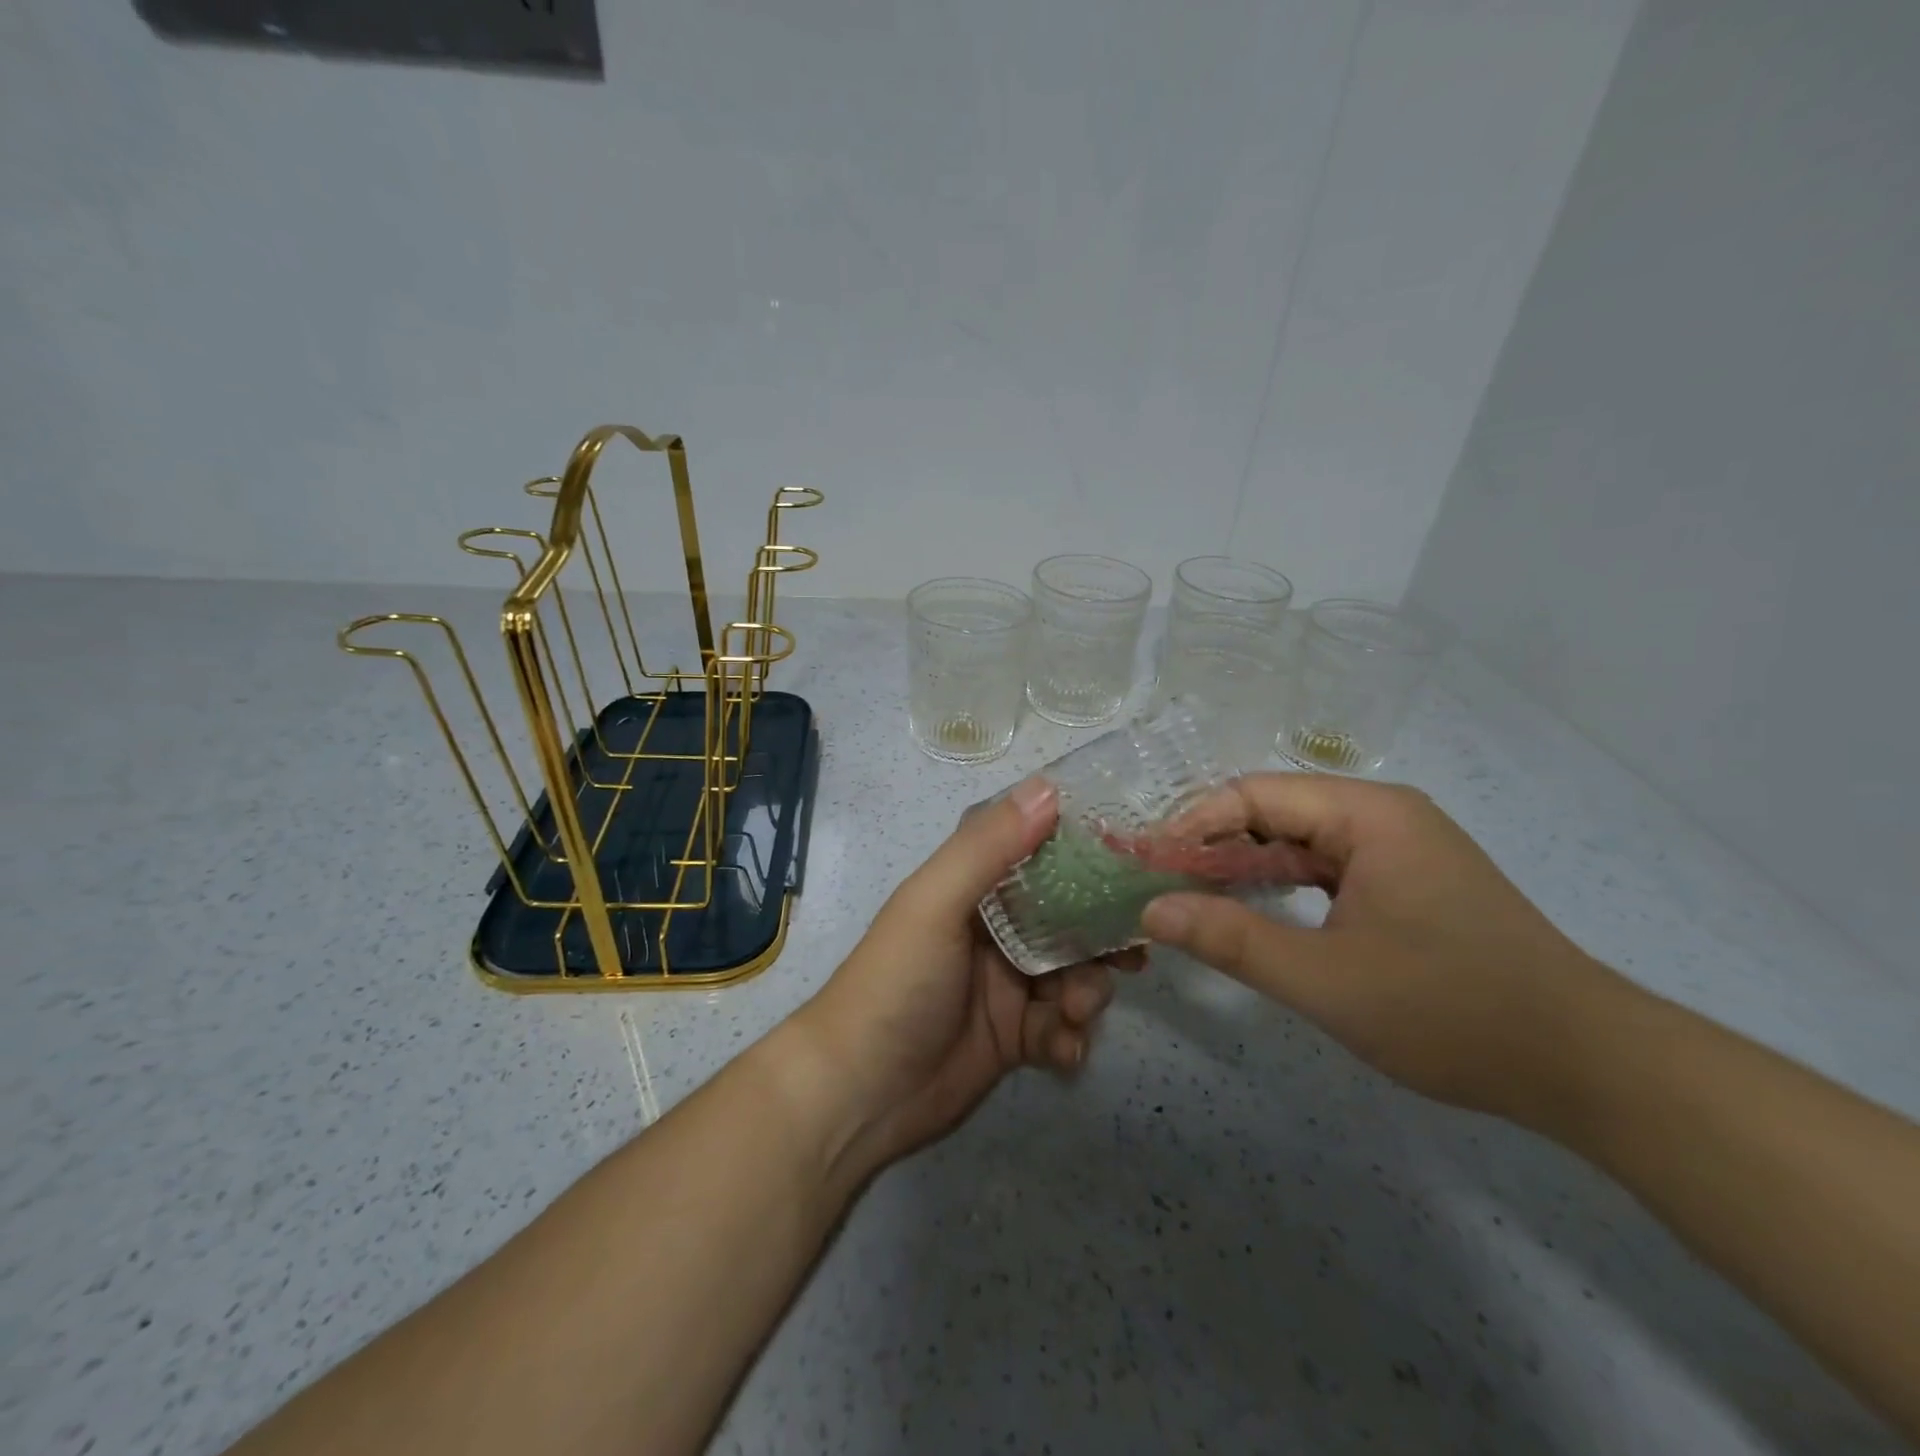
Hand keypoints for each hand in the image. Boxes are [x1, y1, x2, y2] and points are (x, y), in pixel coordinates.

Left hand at [794, 778, 1128, 1175]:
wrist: (858, 1095)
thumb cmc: (895, 983)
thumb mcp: (935, 904)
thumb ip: (988, 847)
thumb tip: (1048, 787)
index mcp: (973, 888)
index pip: (1038, 853)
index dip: (1085, 855)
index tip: (1135, 860)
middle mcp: (995, 930)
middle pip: (1069, 918)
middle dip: (1101, 934)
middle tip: (1132, 953)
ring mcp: (1006, 985)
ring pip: (1073, 974)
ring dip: (1088, 991)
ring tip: (1077, 1011)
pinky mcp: (1015, 1039)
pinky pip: (1061, 1029)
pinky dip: (1071, 1039)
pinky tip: (1063, 1052)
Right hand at [1141, 774, 1613, 1124]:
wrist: (1589, 1068)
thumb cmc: (1453, 1012)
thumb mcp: (1326, 981)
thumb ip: (1231, 940)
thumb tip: (1151, 911)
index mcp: (1369, 814)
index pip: (1254, 795)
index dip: (1192, 825)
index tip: (1148, 866)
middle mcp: (1384, 815)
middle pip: (1274, 811)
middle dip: (1212, 847)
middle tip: (1161, 887)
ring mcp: (1400, 848)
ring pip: (1298, 841)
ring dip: (1243, 867)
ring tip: (1193, 900)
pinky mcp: (1407, 881)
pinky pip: (1326, 867)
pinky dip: (1281, 884)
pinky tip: (1253, 912)